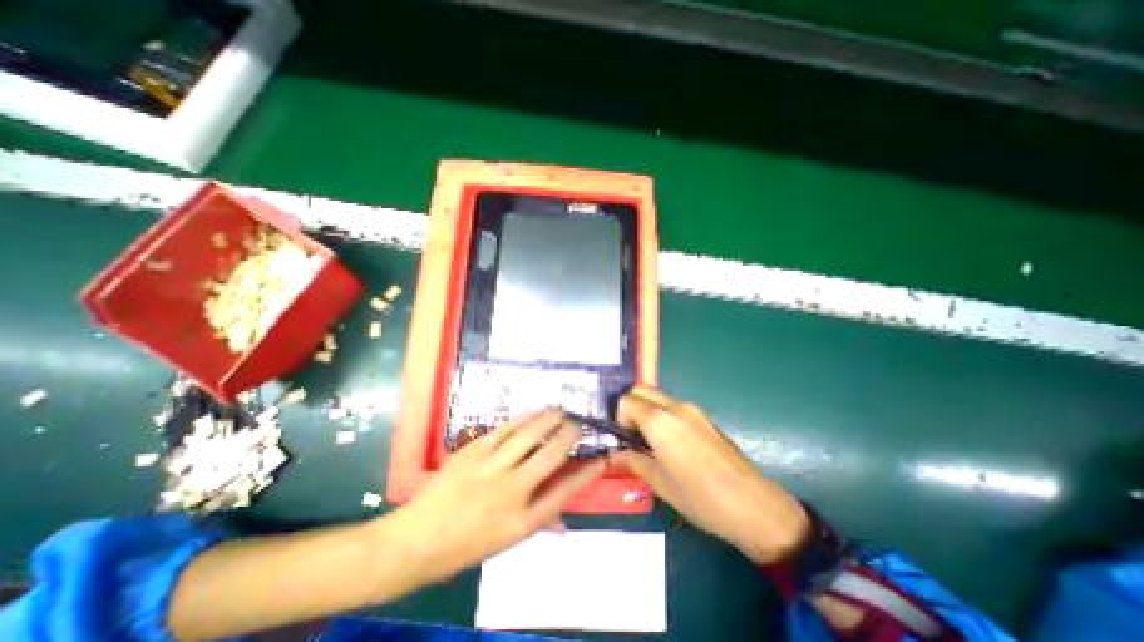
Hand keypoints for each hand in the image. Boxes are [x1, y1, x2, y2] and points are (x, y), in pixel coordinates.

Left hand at [390, 411, 601, 580]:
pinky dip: (522, 419)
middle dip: (568, 436)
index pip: (564, 492)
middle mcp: (512, 491)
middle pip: (550, 456)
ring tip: (560, 410)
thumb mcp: (506, 542)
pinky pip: (504, 430)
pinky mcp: (474, 451)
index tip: (600, 459)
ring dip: (548, 420)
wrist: (415, 540)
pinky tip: (532, 411)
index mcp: (523, 520)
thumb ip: (538, 522)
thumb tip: (563, 517)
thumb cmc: (463, 546)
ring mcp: (492, 467)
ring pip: (528, 436)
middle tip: (577, 424)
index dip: (586, 474)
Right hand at [611, 387, 807, 560]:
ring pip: (658, 397)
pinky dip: (663, 415)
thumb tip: (615, 454)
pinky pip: (674, 406)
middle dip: (631, 407)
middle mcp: (675, 407)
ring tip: (652, 441)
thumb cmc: (701, 498)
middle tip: (634, 435)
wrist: (754, 505)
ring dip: (648, 410)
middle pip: (641, 390)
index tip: (625, 439)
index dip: (619, 418)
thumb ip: (633, 461)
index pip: (626, 401)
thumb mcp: (660, 483)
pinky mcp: (705, 416)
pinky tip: (673, 443)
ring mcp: (693, 409)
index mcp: (659, 421)